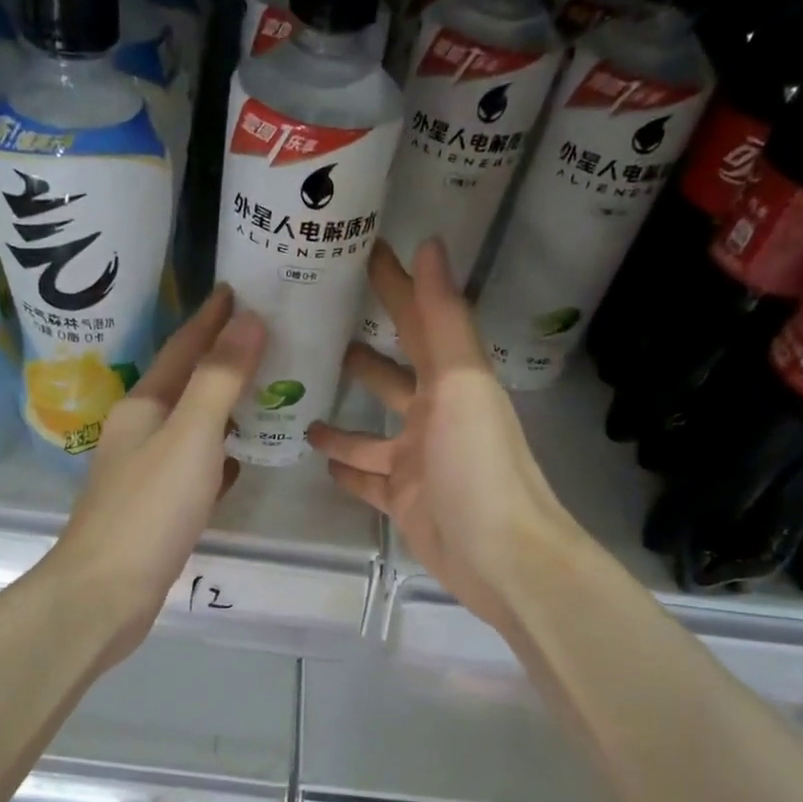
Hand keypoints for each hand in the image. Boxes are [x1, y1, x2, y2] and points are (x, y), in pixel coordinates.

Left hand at [49, 286, 266, 662]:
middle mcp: (139, 432)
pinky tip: (237, 461)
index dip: (211, 319)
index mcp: (143, 406)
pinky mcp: (156, 509)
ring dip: (222, 407)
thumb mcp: (190, 436)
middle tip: (265, 337)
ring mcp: (145, 472)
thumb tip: (249, 320)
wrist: (105, 592)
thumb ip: (220, 379)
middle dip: (220, 359)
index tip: (239, 289)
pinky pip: (195, 467)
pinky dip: (218, 456)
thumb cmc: (149, 509)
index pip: (182, 349)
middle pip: (185, 384)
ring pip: (191, 426)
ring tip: (261, 391)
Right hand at [308, 239, 576, 631]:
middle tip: (314, 331)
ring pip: (371, 431)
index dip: (394, 285)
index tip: (361, 251)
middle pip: (392, 375)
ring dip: (344, 414)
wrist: (499, 556)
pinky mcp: (402, 501)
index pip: (418, 321)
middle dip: (363, 351)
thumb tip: (428, 244)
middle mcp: (436, 416)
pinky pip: (367, 478)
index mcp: (453, 383)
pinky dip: (346, 468)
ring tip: (303, 394)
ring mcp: (416, 462)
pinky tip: (318, 457)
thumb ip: (443, 320)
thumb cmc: (478, 464)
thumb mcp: (462, 385)